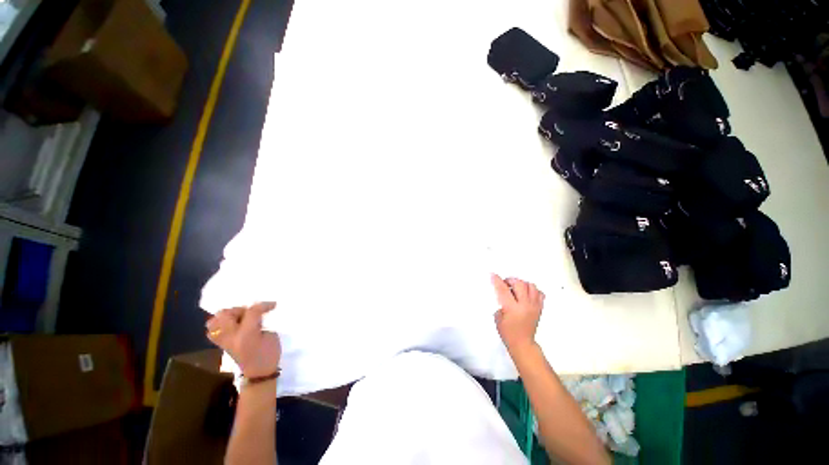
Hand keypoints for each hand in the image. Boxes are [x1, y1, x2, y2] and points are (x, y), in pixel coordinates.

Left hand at [206, 302, 280, 378]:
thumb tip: (258, 314)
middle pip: (226, 313)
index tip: (273, 304)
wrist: (259, 373)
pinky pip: (213, 331)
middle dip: (240, 309)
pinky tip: (231, 326)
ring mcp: (223, 341)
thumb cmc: (269, 353)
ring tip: (240, 318)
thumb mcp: (271, 335)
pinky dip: (219, 325)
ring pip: (215, 321)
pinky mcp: (221, 344)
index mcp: (247, 334)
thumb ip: (262, 322)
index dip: (264, 305)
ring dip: (227, 316)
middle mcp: (231, 337)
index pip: (252, 311)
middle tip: (252, 313)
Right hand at [491, 274, 544, 353]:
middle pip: (519, 284)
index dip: (497, 280)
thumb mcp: (498, 318)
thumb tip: (503, 295)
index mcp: (512, 308)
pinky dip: (533, 290)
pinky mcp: (539, 308)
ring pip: (531, 286)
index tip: (493, 275)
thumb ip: (500, 304)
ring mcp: (534, 306)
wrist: (523, 344)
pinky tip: (526, 294)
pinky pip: (539, 293)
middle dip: (511, 280)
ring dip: (522, 284)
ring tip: (516, 287)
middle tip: (506, 283)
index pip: (503, 290)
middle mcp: (525, 305)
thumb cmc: (508, 333)